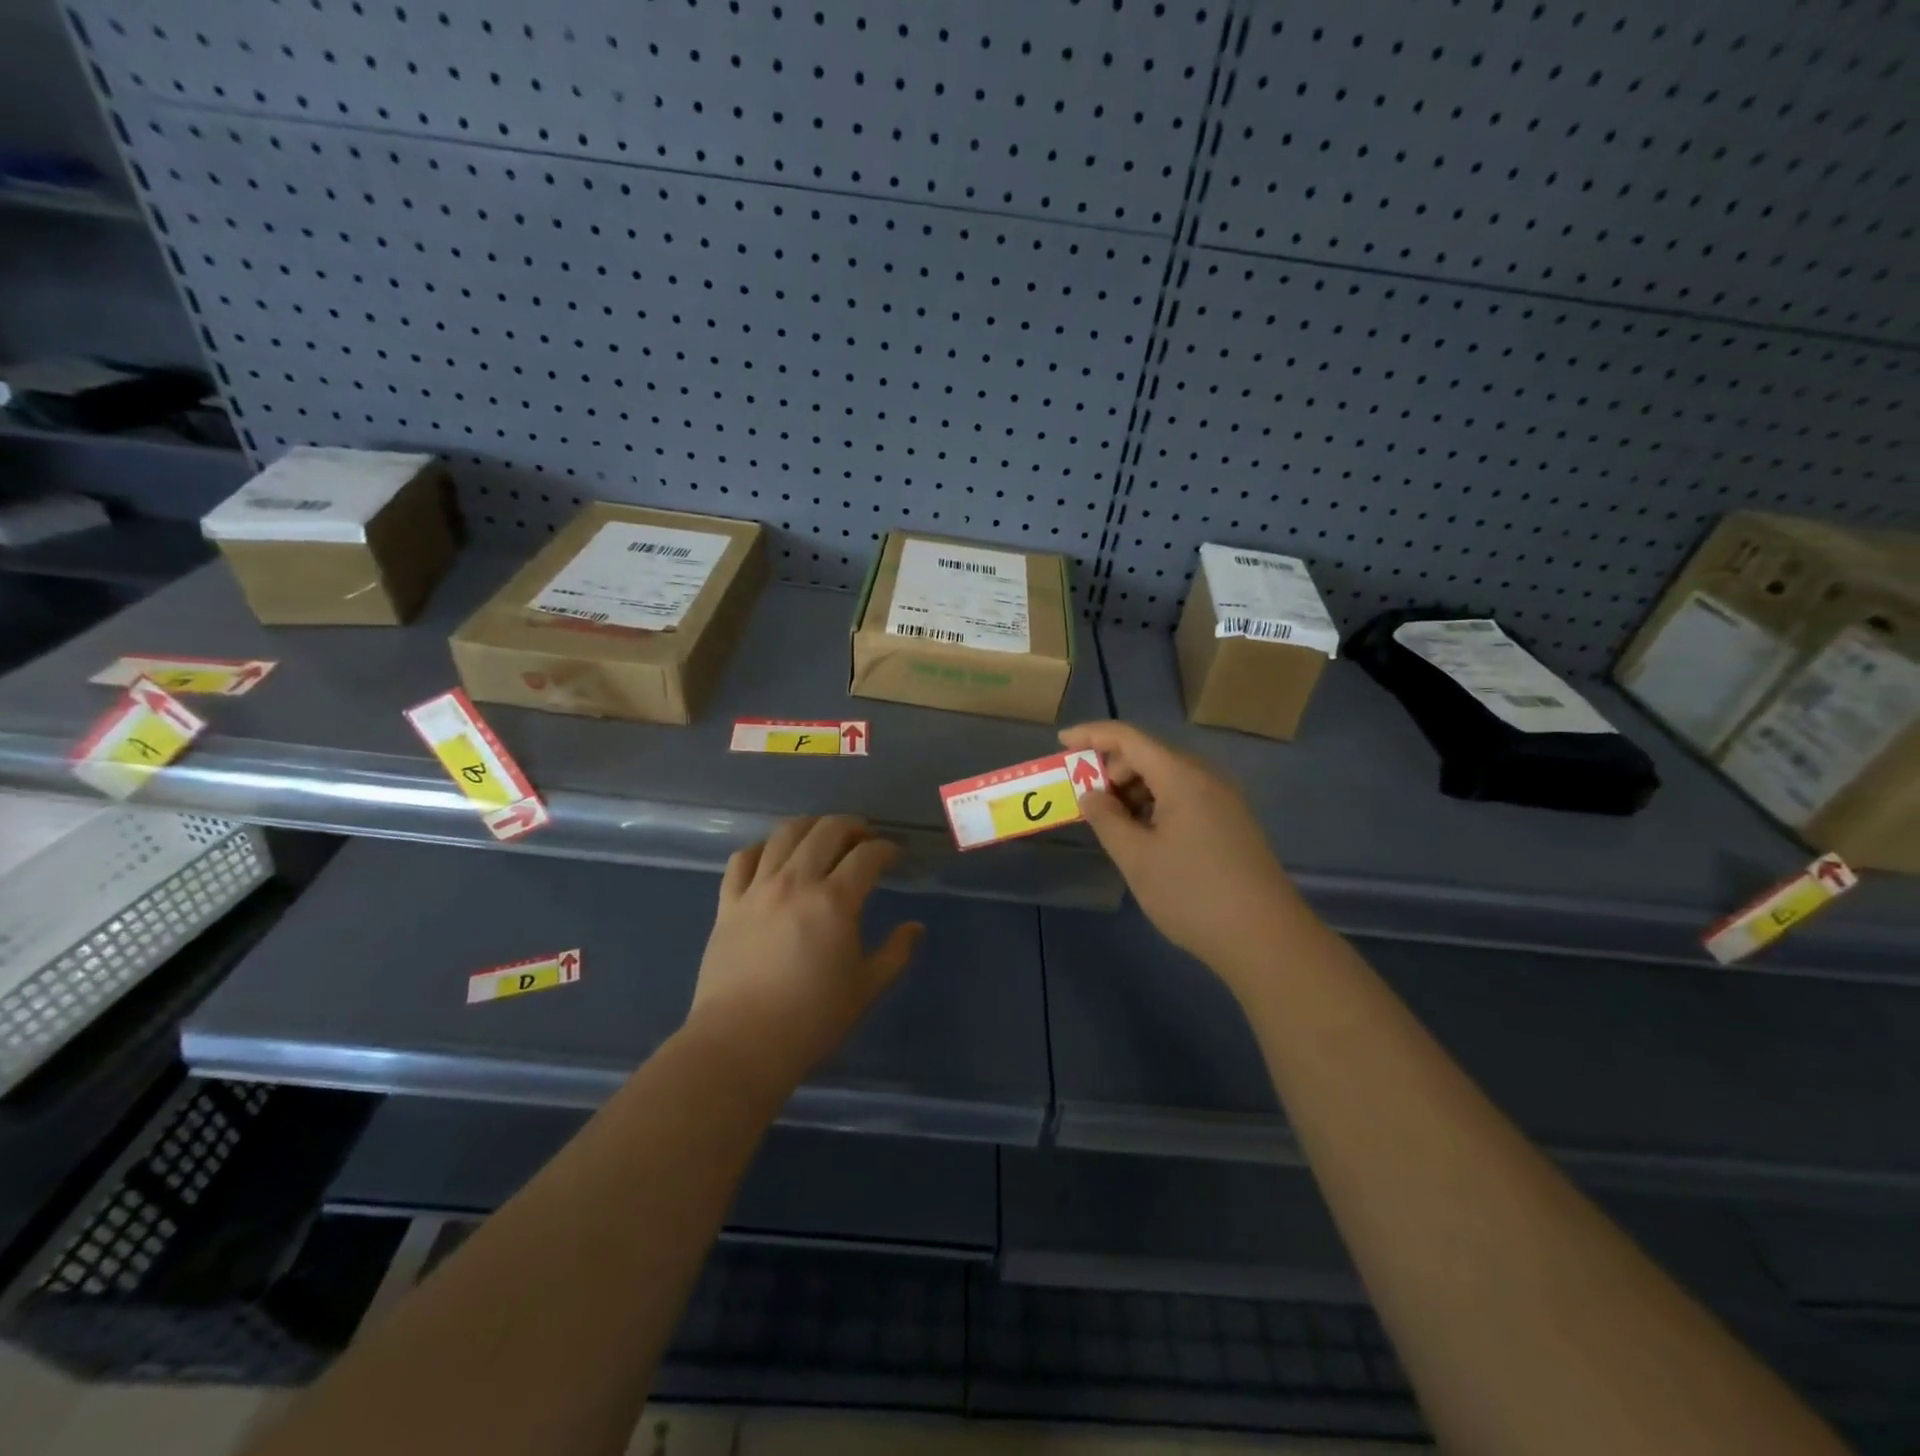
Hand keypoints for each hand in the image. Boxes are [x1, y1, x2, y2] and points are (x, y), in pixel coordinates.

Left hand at [690, 815, 922, 1087]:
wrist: (740, 1044)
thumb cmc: (811, 1020)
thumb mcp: (866, 989)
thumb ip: (895, 953)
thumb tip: (915, 927)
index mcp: (834, 902)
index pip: (867, 855)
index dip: (886, 848)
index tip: (895, 856)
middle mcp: (796, 883)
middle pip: (826, 830)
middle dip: (852, 826)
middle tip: (864, 838)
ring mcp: (757, 889)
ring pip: (784, 834)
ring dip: (810, 826)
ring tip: (822, 836)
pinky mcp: (727, 903)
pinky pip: (742, 859)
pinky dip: (762, 848)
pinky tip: (773, 856)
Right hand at [1061, 721, 1306, 984]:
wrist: (1266, 939)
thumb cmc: (1192, 894)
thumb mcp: (1136, 858)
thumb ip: (1106, 819)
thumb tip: (1091, 795)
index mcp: (1182, 777)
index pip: (1129, 738)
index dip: (1091, 735)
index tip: (1061, 743)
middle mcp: (1206, 778)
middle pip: (1149, 755)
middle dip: (1111, 769)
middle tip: (1085, 799)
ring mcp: (1223, 801)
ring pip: (1167, 778)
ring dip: (1133, 790)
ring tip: (1111, 823)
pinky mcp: (1231, 823)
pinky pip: (1184, 798)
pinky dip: (1155, 805)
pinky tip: (1143, 836)